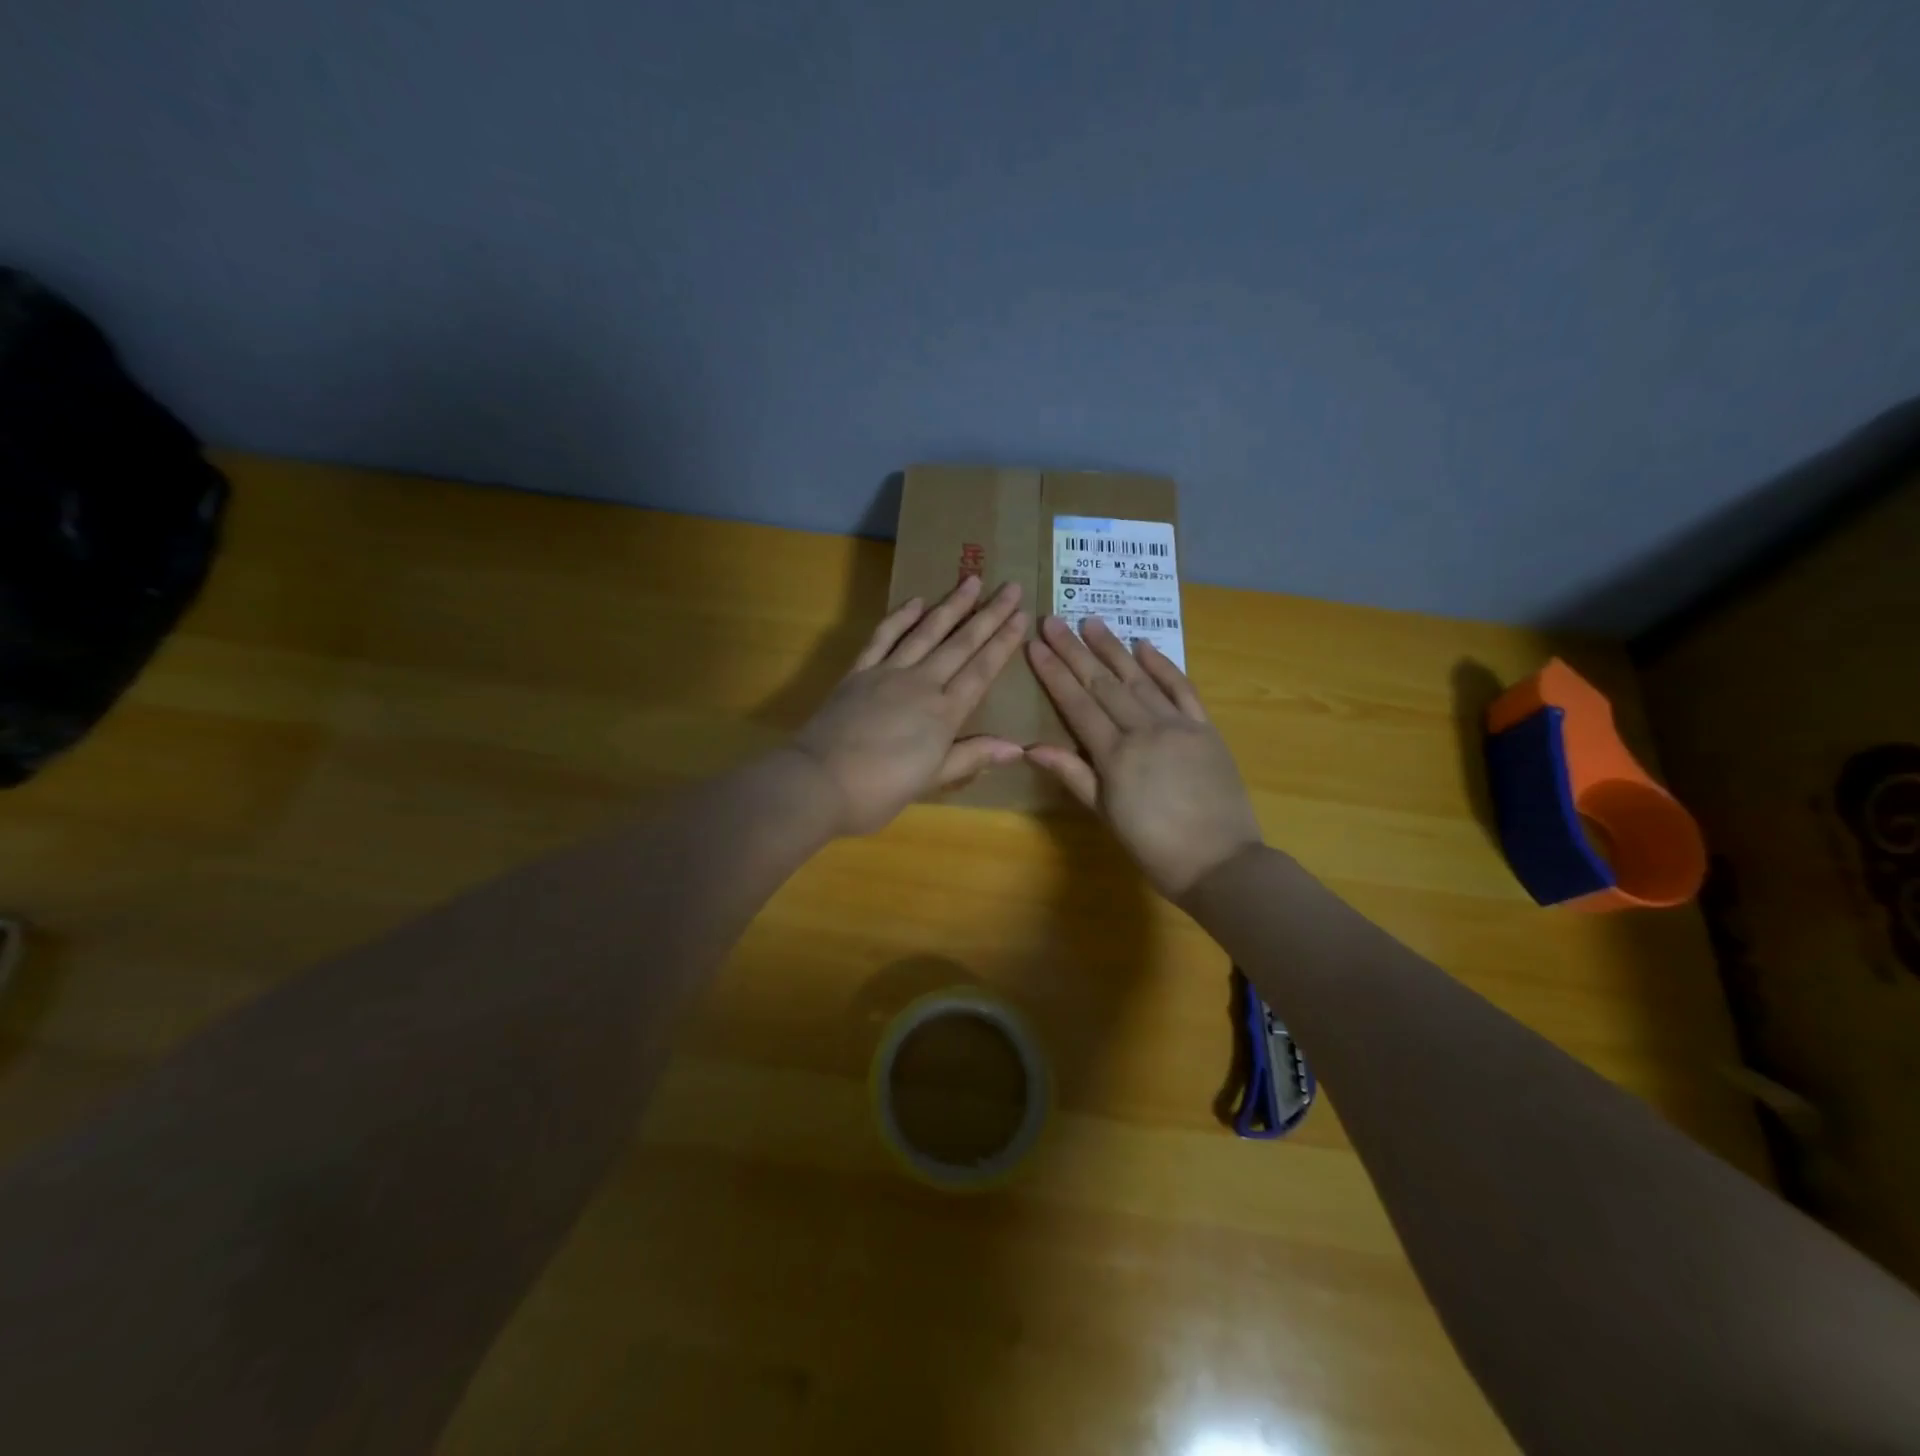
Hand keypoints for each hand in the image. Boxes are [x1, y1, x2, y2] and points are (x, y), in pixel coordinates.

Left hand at [791, 575, 1028, 834]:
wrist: (820, 782)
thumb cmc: (879, 791)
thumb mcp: (931, 780)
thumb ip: (972, 757)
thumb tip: (1017, 747)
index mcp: (944, 713)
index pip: (981, 670)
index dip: (1003, 643)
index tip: (1022, 616)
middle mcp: (922, 684)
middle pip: (961, 643)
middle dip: (988, 615)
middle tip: (1010, 587)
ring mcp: (888, 673)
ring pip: (926, 632)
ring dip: (951, 606)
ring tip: (972, 580)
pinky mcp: (859, 672)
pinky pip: (884, 637)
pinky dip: (900, 618)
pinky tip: (916, 602)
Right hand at [1026, 615, 1262, 899]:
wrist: (1221, 863)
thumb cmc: (1154, 847)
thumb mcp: (1106, 815)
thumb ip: (1072, 776)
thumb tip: (1031, 748)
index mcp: (1115, 755)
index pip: (1077, 704)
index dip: (1054, 673)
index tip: (1035, 645)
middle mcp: (1144, 730)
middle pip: (1103, 683)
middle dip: (1075, 651)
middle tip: (1053, 620)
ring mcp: (1178, 725)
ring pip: (1138, 678)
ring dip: (1113, 649)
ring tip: (1091, 622)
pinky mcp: (1205, 728)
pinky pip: (1182, 689)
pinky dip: (1163, 666)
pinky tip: (1144, 646)